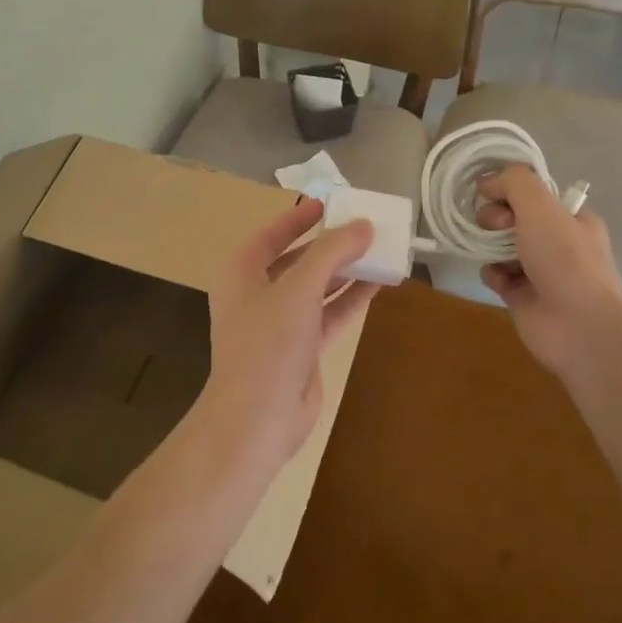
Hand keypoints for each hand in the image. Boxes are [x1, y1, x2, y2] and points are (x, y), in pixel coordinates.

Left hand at [193, 199, 378, 475]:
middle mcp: (258, 293)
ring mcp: (280, 323)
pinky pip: (329, 314)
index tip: (328, 203)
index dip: (298, 217)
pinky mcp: (301, 348)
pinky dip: (350, 299)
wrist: (257, 418)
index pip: (271, 234)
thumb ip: (332, 252)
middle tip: (362, 227)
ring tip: (379, 251)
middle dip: (329, 245)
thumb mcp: (299, 288)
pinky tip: (378, 285)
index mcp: (242, 272)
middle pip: (297, 259)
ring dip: (345, 271)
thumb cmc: (268, 343)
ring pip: (317, 287)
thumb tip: (364, 226)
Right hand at [474, 165, 621, 385]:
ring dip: (490, 246)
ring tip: (491, 253)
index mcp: (572, 219)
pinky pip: (498, 276)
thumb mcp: (541, 206)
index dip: (510, 191)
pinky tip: (498, 279)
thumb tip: (486, 181)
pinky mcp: (524, 298)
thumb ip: (513, 182)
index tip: (495, 197)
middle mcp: (559, 244)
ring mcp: (541, 272)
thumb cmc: (565, 259)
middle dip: (496, 218)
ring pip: (502, 247)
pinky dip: (493, 274)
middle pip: (514, 219)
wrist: (580, 327)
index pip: (534, 195)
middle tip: (495, 226)